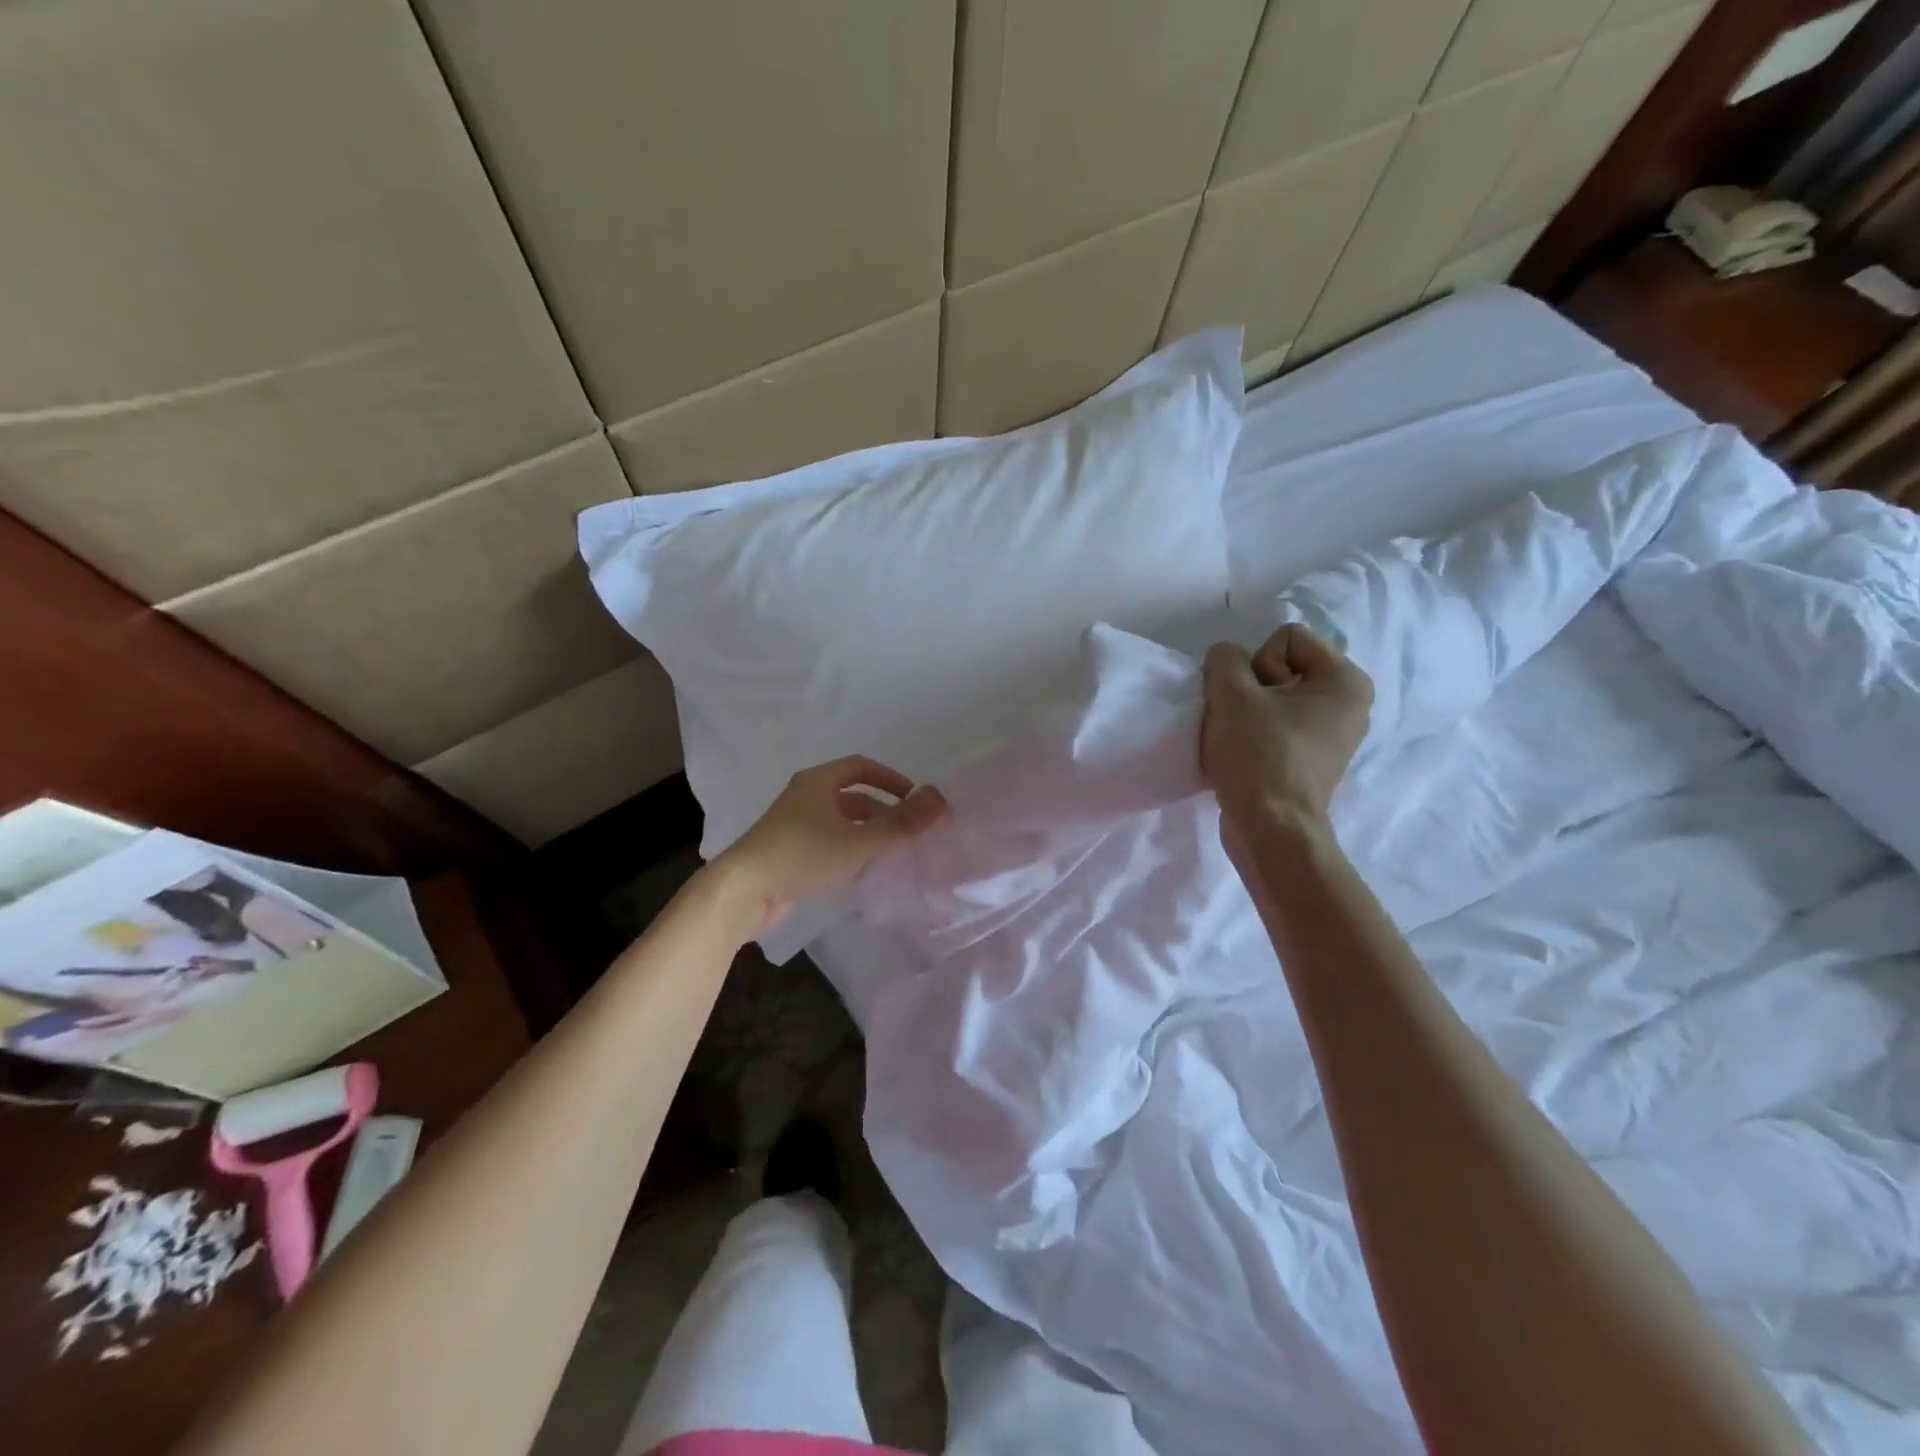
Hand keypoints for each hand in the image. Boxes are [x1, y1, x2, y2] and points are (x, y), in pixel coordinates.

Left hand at [713, 756, 947, 931]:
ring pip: (841, 822)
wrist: (742, 891)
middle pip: (852, 796)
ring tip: (892, 853)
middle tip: (909, 831)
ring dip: (867, 833)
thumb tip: (940, 799)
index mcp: (818, 781)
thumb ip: (901, 823)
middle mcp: (805, 796)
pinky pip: (828, 842)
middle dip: (883, 812)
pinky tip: (863, 870)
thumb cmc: (802, 855)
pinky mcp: (788, 852)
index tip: (914, 799)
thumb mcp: (858, 840)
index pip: (861, 767)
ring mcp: (794, 825)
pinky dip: (849, 850)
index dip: (891, 779)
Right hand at [1201, 625, 1372, 857]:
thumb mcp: (1231, 694)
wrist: (1271, 830)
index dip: (1257, 664)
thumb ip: (1224, 658)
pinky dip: (1257, 735)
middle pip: (1281, 667)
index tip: (1254, 701)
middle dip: (1252, 689)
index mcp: (1346, 680)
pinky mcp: (1313, 760)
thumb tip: (1226, 659)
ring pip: (1274, 698)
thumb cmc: (1259, 757)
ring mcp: (1333, 735)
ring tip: (1240, 740)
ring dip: (1249, 713)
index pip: (1287, 638)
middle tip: (1244, 722)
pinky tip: (1245, 756)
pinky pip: (1278, 725)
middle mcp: (1350, 703)